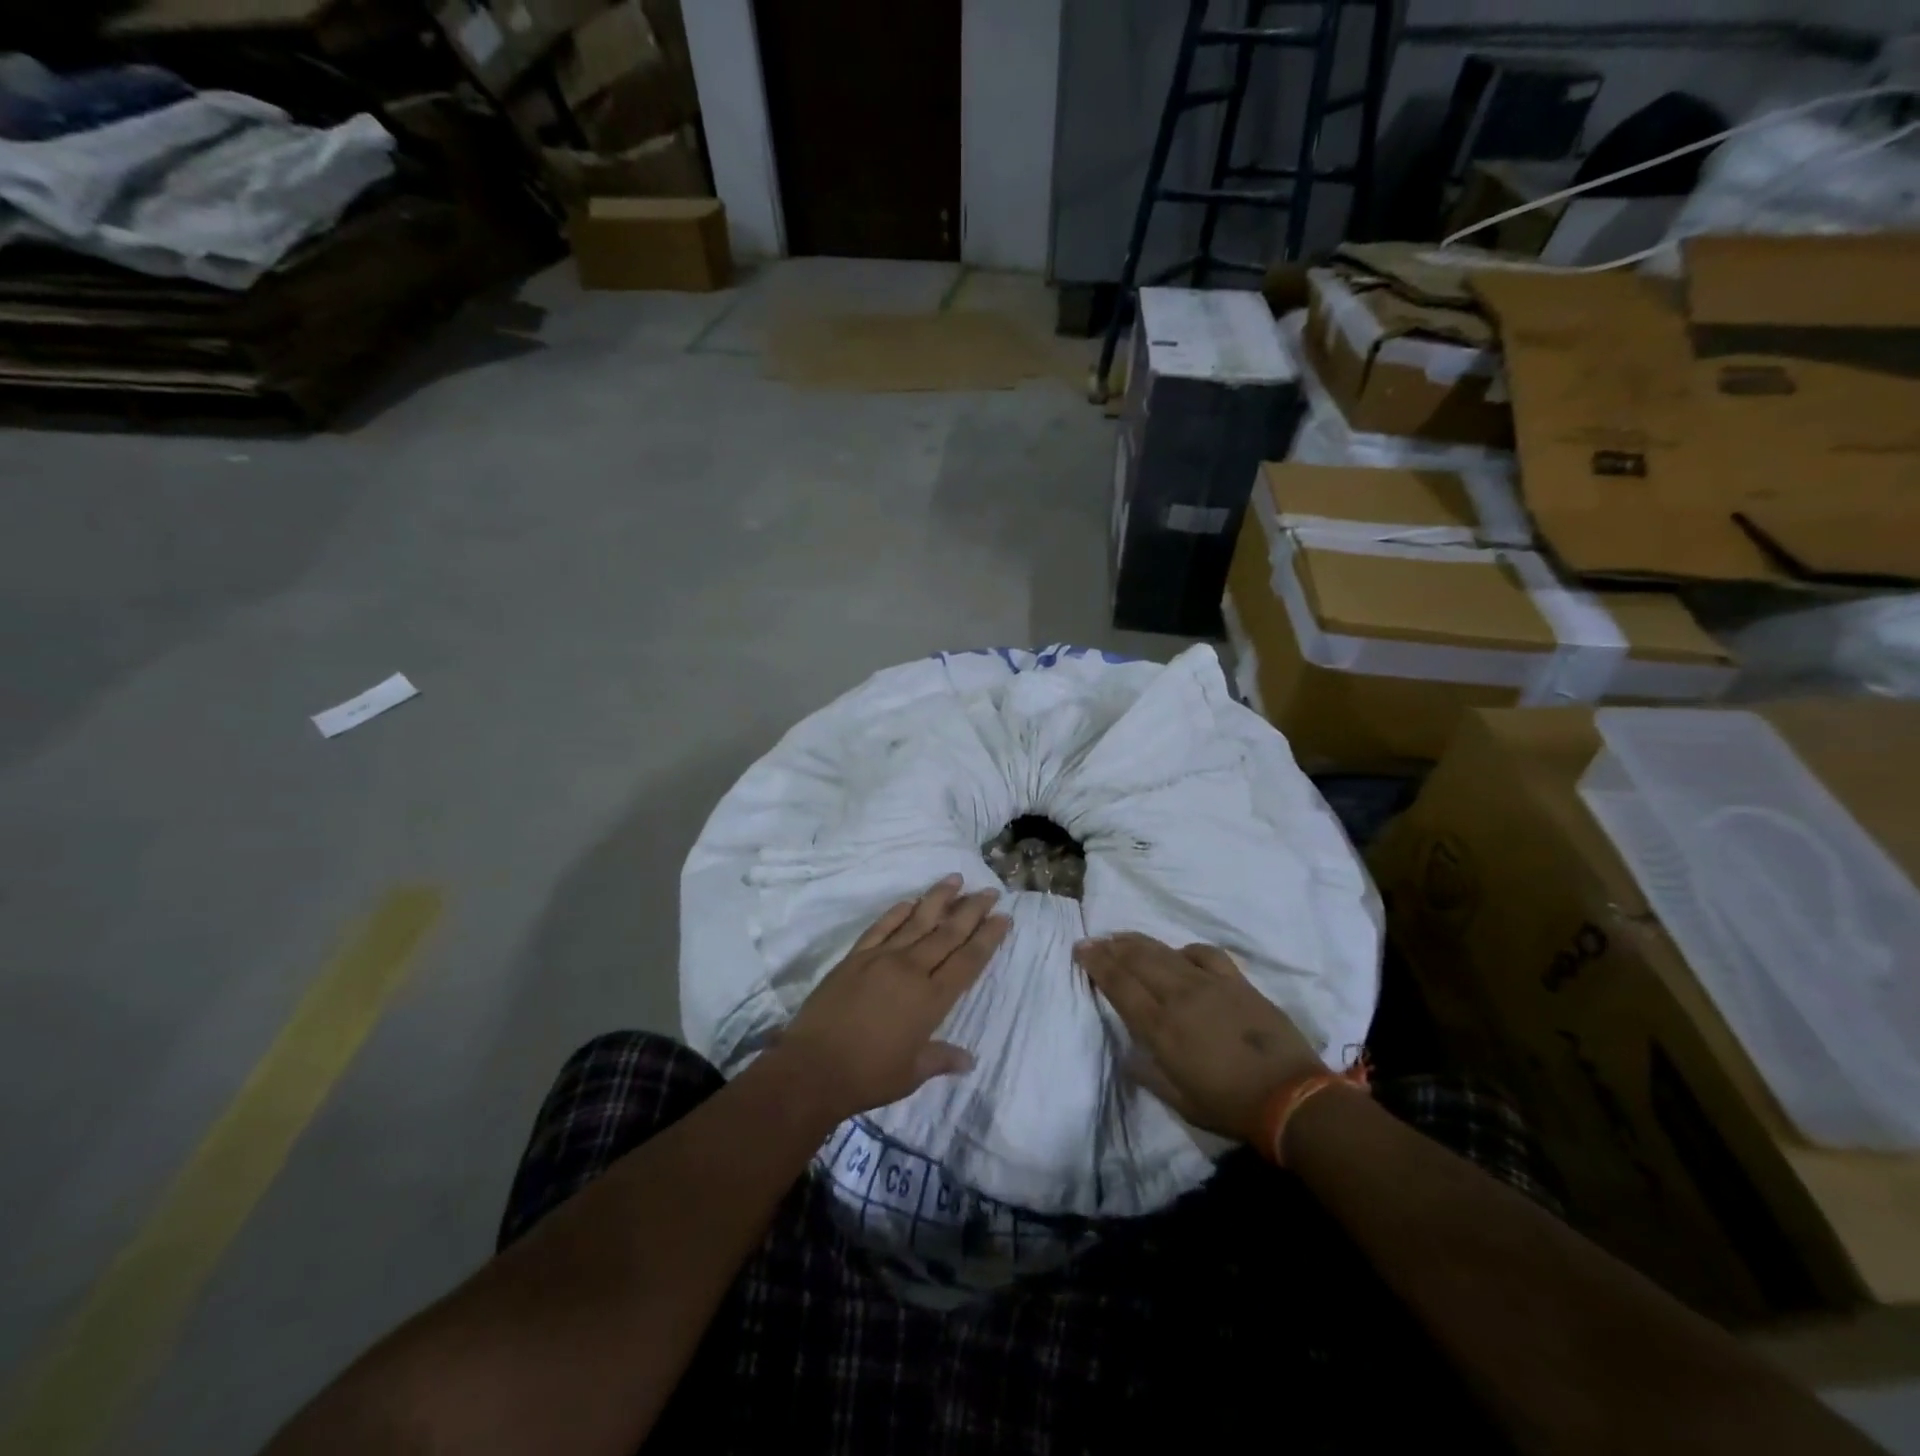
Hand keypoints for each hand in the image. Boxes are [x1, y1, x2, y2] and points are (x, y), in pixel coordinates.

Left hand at [773, 876, 1010, 1122]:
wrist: (813, 1067)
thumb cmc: (868, 1076)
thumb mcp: (912, 1074)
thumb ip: (941, 1060)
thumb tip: (969, 1060)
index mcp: (931, 999)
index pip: (968, 961)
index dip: (988, 938)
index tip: (1003, 917)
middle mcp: (911, 970)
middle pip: (948, 933)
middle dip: (971, 910)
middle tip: (989, 891)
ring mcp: (881, 958)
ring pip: (917, 921)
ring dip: (938, 899)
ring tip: (955, 879)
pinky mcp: (856, 957)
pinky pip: (881, 927)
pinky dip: (897, 911)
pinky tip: (910, 901)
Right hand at [1074, 933, 1325, 1144]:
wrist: (1289, 1096)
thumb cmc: (1229, 1105)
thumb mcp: (1180, 1100)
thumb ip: (1149, 1074)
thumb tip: (1128, 1055)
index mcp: (1161, 1027)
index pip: (1120, 985)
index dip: (1097, 964)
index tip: (1081, 949)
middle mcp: (1179, 996)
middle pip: (1137, 960)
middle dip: (1110, 947)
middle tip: (1093, 940)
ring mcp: (1209, 984)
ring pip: (1165, 952)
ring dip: (1138, 942)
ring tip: (1122, 938)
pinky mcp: (1236, 981)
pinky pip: (1204, 954)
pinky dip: (1185, 950)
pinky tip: (1178, 953)